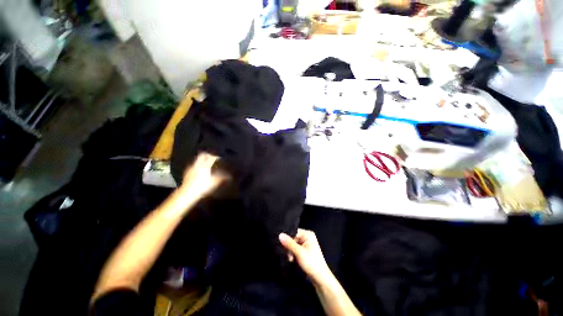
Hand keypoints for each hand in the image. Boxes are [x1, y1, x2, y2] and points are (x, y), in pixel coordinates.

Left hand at [178, 152, 227, 200]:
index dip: (216, 156)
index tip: (219, 157)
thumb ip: (222, 177)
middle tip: (212, 156)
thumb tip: (229, 176)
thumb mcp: (214, 182)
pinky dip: (198, 164)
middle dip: (208, 154)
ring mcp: (191, 168)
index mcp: (204, 167)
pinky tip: (200, 169)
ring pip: (197, 159)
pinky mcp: (187, 171)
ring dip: (202, 159)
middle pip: (202, 155)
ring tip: (206, 162)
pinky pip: (193, 164)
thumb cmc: (202, 188)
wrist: (187, 193)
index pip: (211, 158)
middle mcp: (197, 165)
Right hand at [279, 229, 332, 285]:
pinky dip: (293, 254)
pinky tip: (292, 260)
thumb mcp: (299, 253)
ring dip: (290, 251)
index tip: (283, 247)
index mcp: (308, 234)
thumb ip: (289, 243)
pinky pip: (296, 248)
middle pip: (293, 238)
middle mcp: (308, 237)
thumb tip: (280, 234)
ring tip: (291, 259)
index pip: (294, 232)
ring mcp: (307, 243)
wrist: (320, 278)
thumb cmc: (311, 263)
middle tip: (289, 256)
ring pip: (294, 244)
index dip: (288, 239)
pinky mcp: (305, 250)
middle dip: (289, 247)